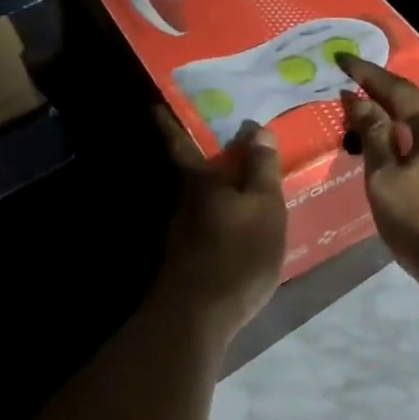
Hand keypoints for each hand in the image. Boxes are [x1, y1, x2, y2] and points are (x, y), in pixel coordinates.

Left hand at [152, 107, 288, 345]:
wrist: (198, 316)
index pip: (180, 142)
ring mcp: (185, 233)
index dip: (168, 122)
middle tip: (227, 138)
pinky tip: (242, 224)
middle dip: (204, 154)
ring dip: (218, 187)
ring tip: (244, 180)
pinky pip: (211, 224)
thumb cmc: (237, 252)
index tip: (154, 103)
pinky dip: (224, 215)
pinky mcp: (190, 260)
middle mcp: (186, 202)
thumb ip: (261, 168)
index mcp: (200, 182)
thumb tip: (257, 128)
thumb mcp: (264, 206)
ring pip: (202, 199)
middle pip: (192, 171)